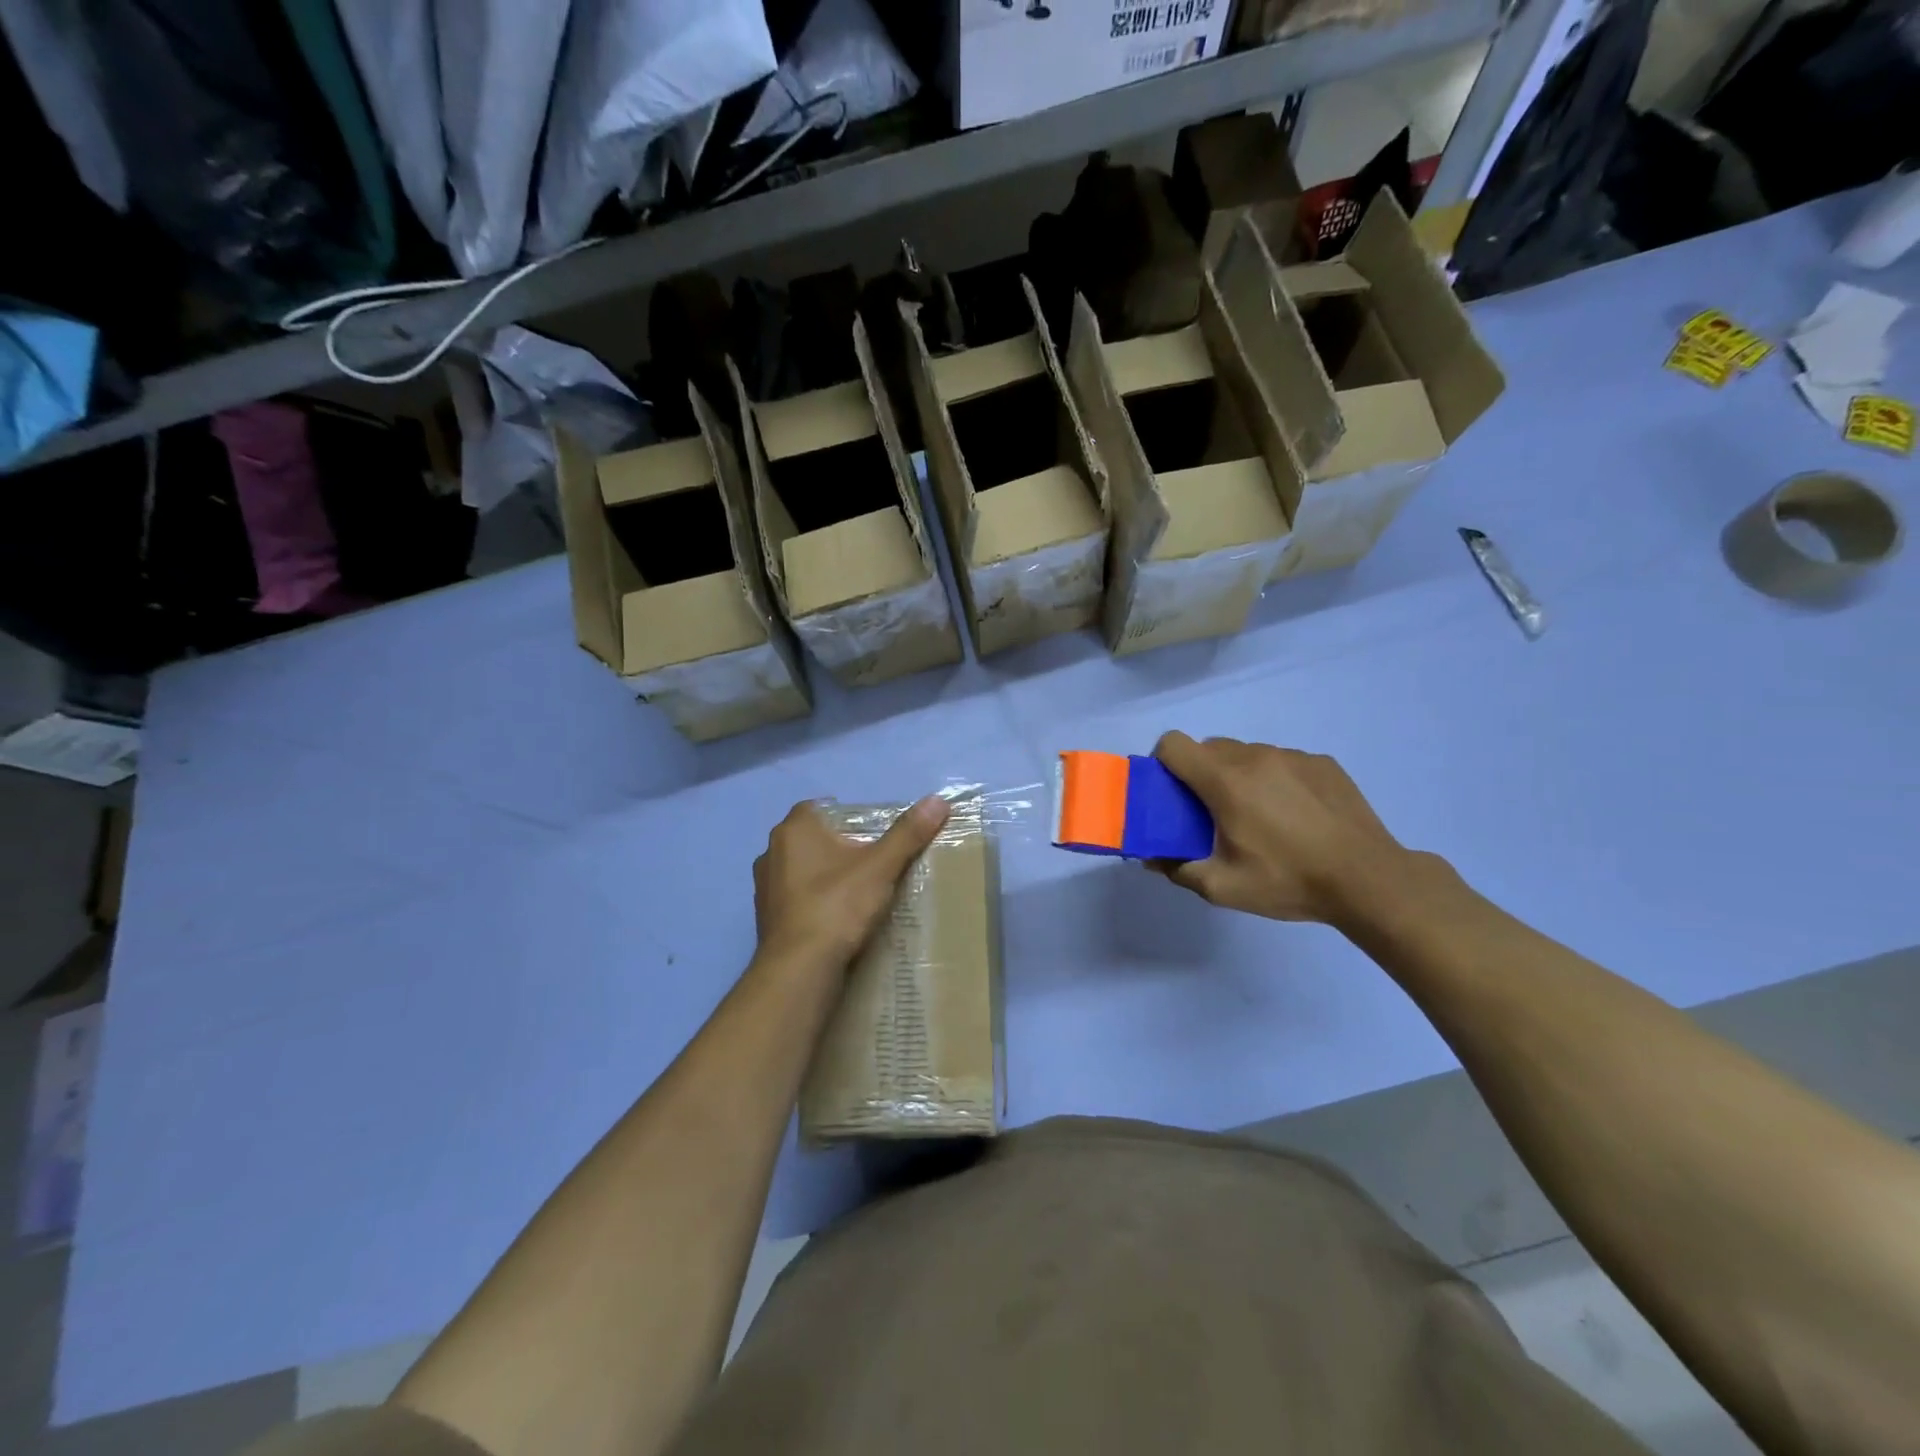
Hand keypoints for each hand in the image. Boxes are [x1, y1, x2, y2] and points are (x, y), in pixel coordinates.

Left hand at [752, 796, 950, 969]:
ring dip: (825, 877)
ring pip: (802, 871)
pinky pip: (796, 900)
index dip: (848, 817)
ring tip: (858, 893)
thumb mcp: (880, 867)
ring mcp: (765, 888)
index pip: (820, 807)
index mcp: (794, 829)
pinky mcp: (767, 919)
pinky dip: (815, 904)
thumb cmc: (837, 905)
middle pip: (812, 839)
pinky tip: (838, 920)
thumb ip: (908, 833)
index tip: (873, 835)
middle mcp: (771, 852)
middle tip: (873, 862)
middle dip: (839, 847)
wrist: (799, 969)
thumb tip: (938, 800)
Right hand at [1151, 732, 1417, 925]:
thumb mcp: (1223, 887)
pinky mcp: (1322, 762)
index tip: (1170, 793)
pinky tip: (1295, 815)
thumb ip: (1178, 869)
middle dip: (1199, 774)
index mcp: (1225, 780)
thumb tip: (1152, 857)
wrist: (1369, 880)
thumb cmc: (1289, 880)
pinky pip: (1281, 761)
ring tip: (1259, 816)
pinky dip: (1274, 780)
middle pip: (1208, 748)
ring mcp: (1292, 755)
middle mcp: (1255, 756)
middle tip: (1211, 813)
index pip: (1173, 744)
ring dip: (1238, 776)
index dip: (1162, 764)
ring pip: (1246, 754)